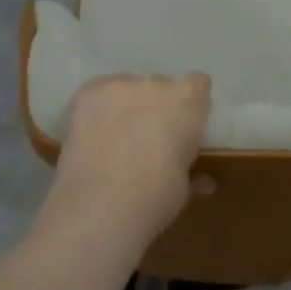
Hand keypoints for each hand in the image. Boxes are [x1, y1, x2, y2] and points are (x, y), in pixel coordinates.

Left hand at [47, 73, 212, 249]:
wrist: (101, 205)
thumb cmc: (156, 197)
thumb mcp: (183, 188)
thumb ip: (192, 173)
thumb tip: (202, 181)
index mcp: (188, 102)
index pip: (197, 83)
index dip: (190, 104)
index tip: (184, 125)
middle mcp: (156, 84)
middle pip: (160, 85)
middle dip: (156, 107)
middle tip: (147, 138)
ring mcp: (120, 86)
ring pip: (126, 88)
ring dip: (126, 105)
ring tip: (114, 137)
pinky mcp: (88, 93)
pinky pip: (99, 92)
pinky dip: (98, 108)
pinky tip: (91, 132)